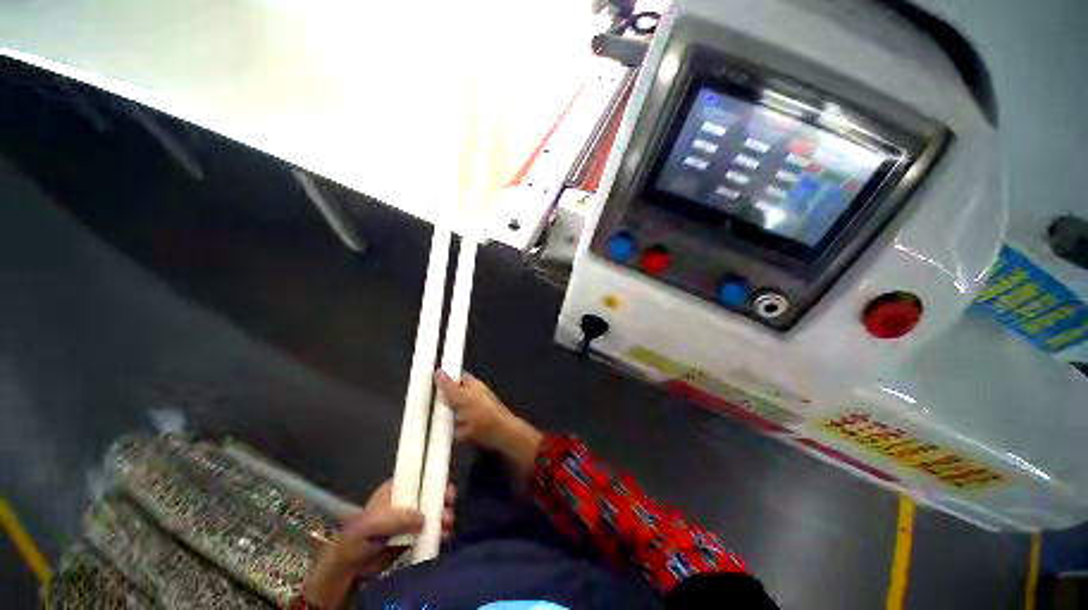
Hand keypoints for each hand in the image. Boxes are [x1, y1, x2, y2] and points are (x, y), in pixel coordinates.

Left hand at [302, 481, 454, 608]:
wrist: (351, 569)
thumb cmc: (360, 537)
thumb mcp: (376, 523)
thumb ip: (400, 518)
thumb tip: (424, 518)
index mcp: (395, 489)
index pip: (419, 476)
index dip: (434, 479)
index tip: (446, 487)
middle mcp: (405, 500)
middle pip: (429, 494)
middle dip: (441, 499)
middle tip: (450, 505)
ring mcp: (409, 518)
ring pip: (432, 512)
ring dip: (442, 517)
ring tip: (448, 525)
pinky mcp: (412, 535)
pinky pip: (429, 530)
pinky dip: (439, 531)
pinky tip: (445, 536)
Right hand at [435, 370, 542, 480]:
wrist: (502, 438)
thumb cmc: (484, 414)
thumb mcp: (464, 399)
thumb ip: (449, 387)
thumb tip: (437, 370)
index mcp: (474, 386)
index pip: (458, 377)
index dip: (446, 378)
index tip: (428, 382)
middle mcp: (474, 398)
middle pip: (454, 397)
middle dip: (444, 402)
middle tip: (426, 405)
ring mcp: (474, 415)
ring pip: (455, 414)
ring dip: (448, 419)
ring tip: (434, 422)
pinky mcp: (472, 431)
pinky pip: (458, 430)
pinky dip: (454, 432)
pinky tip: (447, 436)